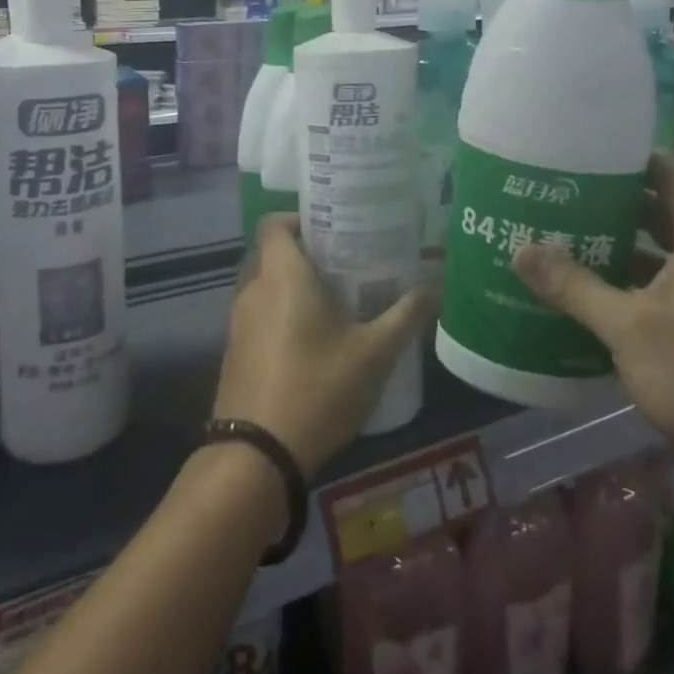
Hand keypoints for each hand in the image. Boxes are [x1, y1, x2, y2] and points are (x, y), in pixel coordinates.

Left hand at [212, 215, 438, 477]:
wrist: (257, 455)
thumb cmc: (318, 388)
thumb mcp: (375, 353)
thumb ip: (407, 314)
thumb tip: (437, 283)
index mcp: (282, 274)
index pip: (275, 222)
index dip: (301, 218)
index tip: (335, 229)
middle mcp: (253, 289)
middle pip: (274, 253)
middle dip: (309, 255)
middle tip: (349, 265)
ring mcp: (238, 323)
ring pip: (267, 286)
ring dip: (296, 288)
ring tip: (339, 302)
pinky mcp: (235, 353)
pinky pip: (260, 316)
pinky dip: (283, 315)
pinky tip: (316, 342)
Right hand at [510, 153, 673, 480]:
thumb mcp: (627, 327)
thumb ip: (572, 285)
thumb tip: (519, 250)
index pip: (663, 168)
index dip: (620, 159)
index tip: (573, 158)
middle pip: (663, 203)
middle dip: (612, 201)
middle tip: (557, 196)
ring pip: (668, 242)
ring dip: (624, 239)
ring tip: (566, 236)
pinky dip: (641, 272)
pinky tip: (597, 286)